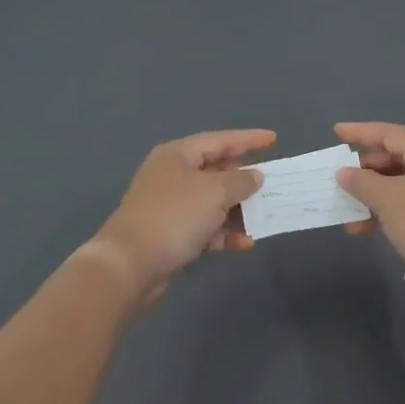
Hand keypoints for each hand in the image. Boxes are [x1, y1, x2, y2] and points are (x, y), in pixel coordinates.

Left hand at [90, 129, 274, 302]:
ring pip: (212, 201)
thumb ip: (240, 181)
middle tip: (271, 183)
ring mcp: (171, 206)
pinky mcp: (171, 234)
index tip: (274, 139)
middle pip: (216, 170)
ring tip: (264, 216)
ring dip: (238, 210)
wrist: (130, 264)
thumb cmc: (174, 215)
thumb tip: (254, 176)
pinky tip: (245, 243)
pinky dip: (224, 233)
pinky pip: (205, 227)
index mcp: (178, 155)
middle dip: (244, 178)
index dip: (248, 139)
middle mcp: (173, 175)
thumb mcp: (215, 192)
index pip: (220, 140)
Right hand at [334, 122, 404, 278]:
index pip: (390, 133)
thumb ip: (361, 181)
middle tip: (343, 180)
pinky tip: (368, 228)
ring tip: (349, 212)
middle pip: (397, 157)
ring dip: (375, 195)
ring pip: (403, 183)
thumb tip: (344, 173)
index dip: (360, 132)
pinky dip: (390, 210)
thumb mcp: (387, 199)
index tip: (336, 132)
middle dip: (366, 170)